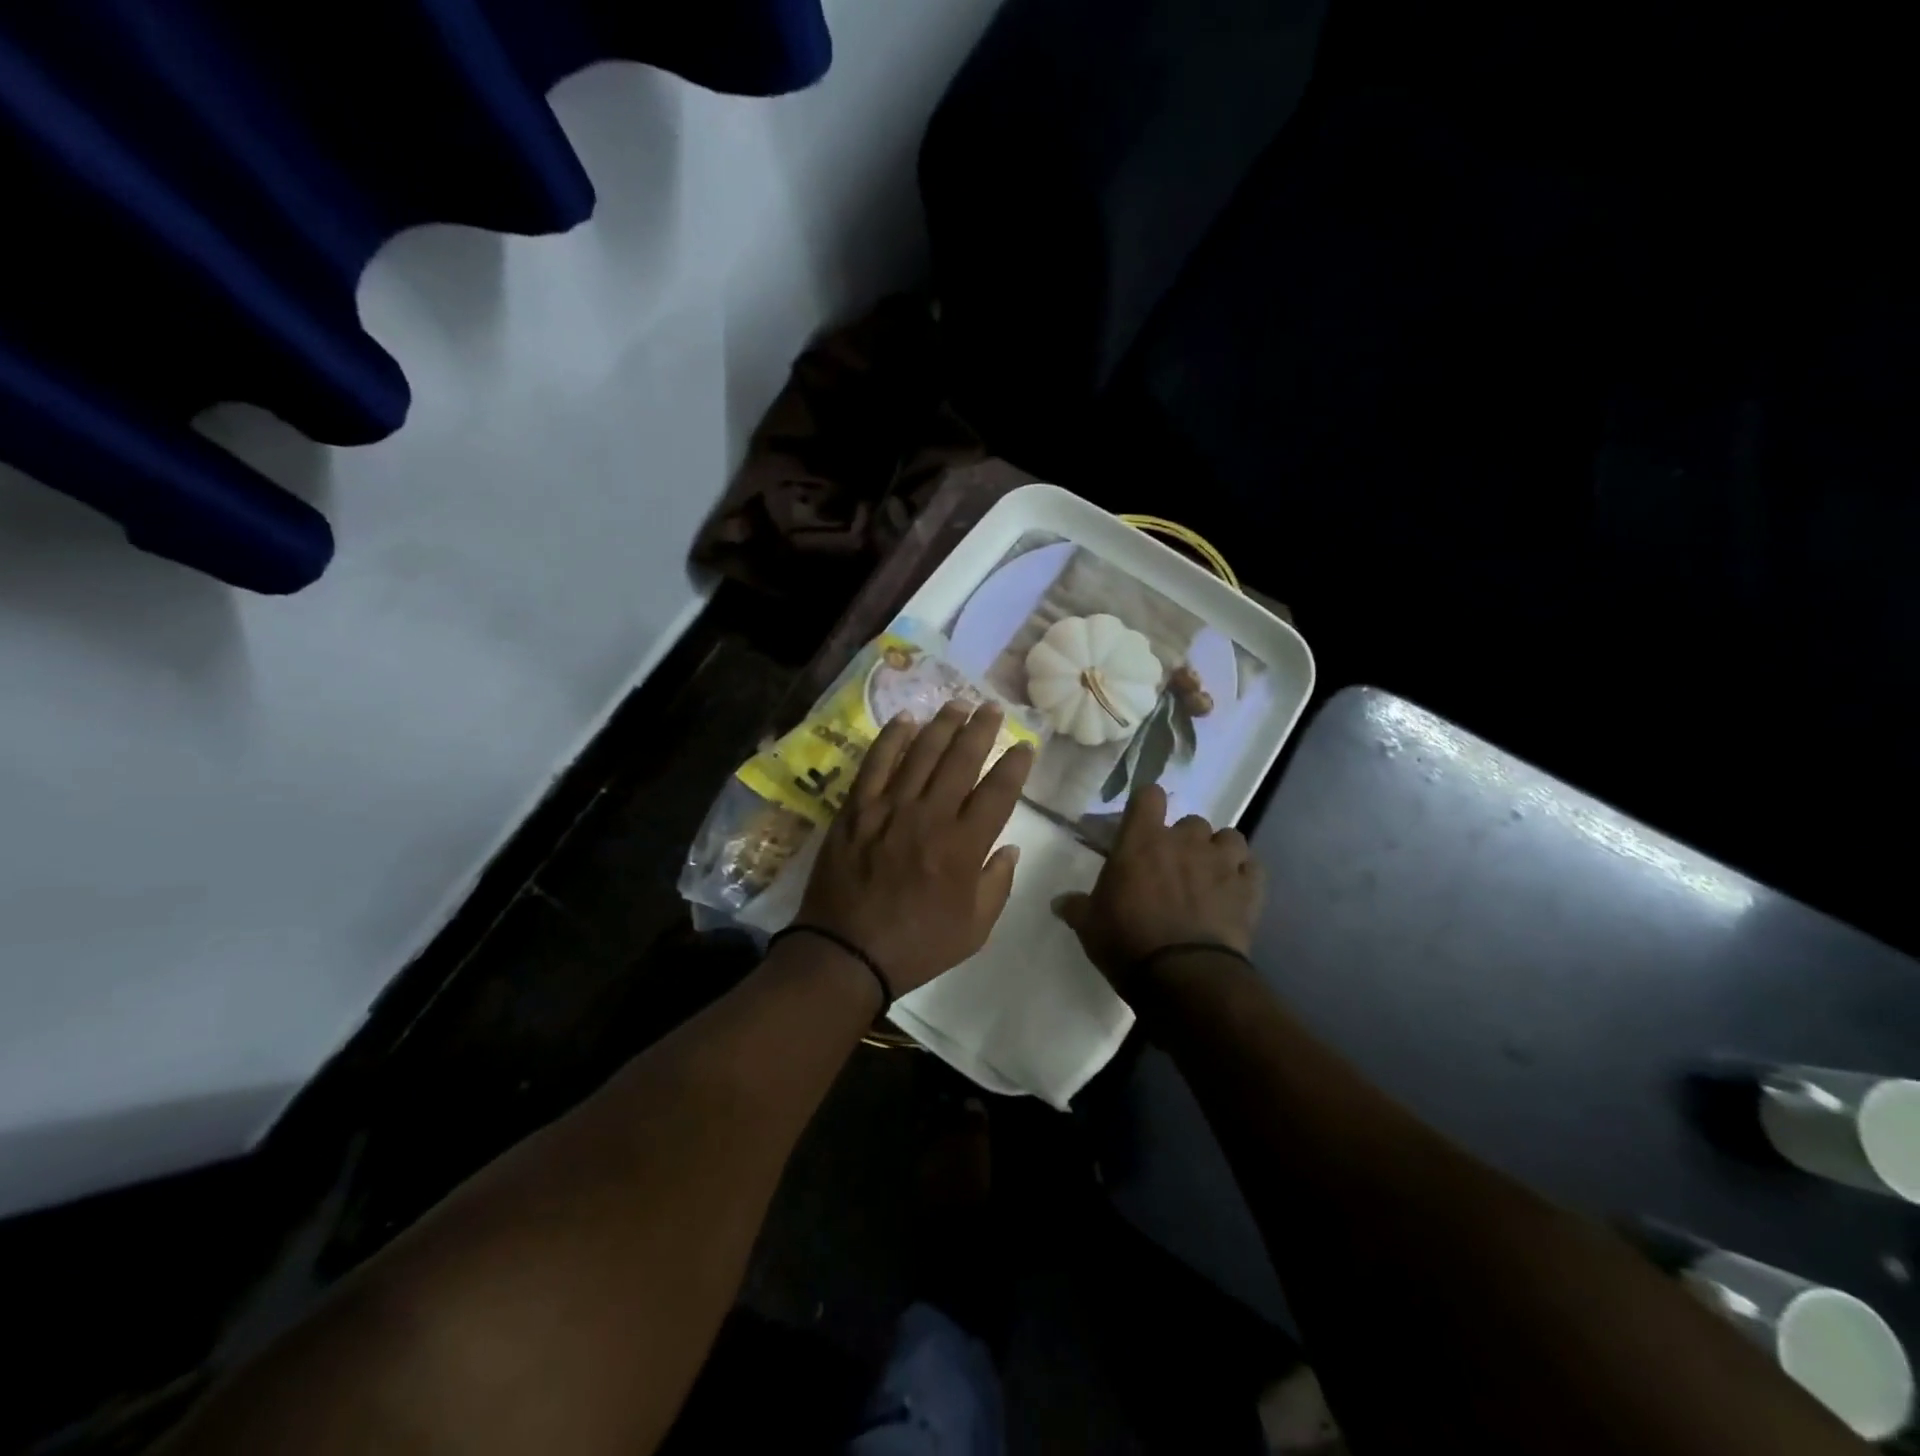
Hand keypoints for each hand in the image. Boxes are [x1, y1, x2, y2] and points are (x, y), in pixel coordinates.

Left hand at [797, 701, 1034, 997]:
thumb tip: (1011, 847)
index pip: (998, 791)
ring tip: (957, 703)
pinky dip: (891, 738)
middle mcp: (930, 816)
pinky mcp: (856, 809)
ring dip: (942, 724)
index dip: (1015, 764)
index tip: (1025, 745)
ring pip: (921, 753)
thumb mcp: (975, 930)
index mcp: (964, 846)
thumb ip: (998, 884)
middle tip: (991, 707)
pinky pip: (876, 763)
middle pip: (961, 759)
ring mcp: (889, 808)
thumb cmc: (917, 946)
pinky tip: (905, 719)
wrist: (846, 953)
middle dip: (980, 729)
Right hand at [1054, 784, 1263, 989]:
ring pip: (1228, 838)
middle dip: (1183, 840)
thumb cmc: (1127, 942)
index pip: (1149, 795)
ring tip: (1210, 876)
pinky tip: (1235, 893)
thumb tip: (1059, 902)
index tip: (1142, 823)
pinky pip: (1252, 868)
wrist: (1184, 977)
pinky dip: (1244, 876)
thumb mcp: (1089, 926)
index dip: (1147, 805)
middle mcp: (1184, 841)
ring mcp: (1222, 862)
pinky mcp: (1250, 889)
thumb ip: (1076, 907)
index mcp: (1142, 841)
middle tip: (1172, 867)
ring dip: (1219, 852)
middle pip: (1190, 821)